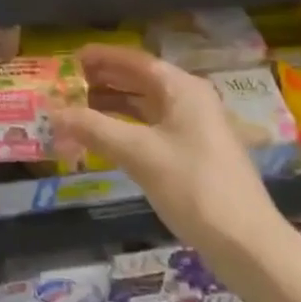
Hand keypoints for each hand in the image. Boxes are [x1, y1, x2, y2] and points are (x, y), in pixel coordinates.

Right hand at [51, 44, 279, 248]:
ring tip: (78, 109)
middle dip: (105, 80)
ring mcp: (195, 129)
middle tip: (68, 83)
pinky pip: (152, 129)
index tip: (72, 57)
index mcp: (183, 89)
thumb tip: (53, 112)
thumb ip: (94, 128)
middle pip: (141, 81)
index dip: (103, 57)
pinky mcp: (193, 155)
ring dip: (113, 106)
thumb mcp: (139, 154)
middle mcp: (191, 101)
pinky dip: (126, 129)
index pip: (136, 61)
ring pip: (146, 107)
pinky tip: (105, 139)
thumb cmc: (194, 187)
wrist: (247, 244)